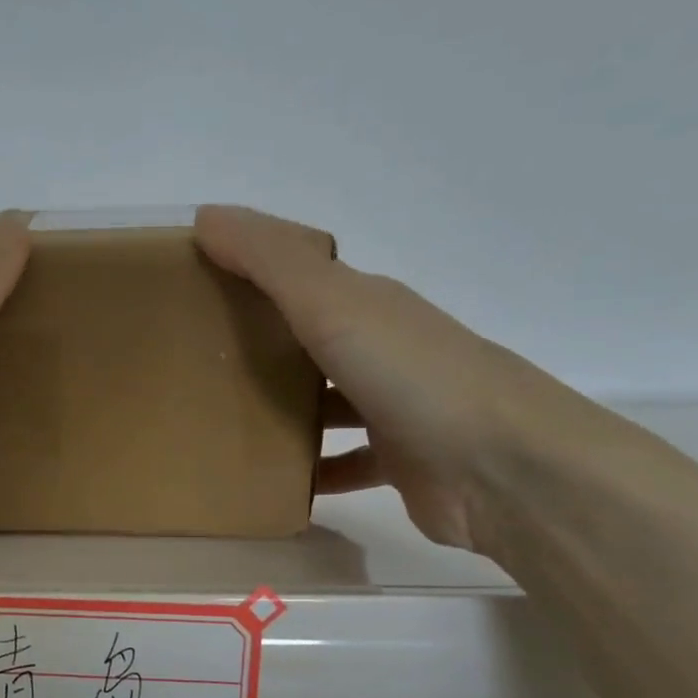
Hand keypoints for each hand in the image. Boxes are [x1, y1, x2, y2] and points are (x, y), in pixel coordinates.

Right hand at [196, 204, 600, 554]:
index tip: (191, 284)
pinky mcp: (399, 463)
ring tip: (219, 422)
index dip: (249, 271)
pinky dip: (310, 470)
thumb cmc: (414, 376)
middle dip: (257, 344)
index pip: (299, 274)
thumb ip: (271, 261)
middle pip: (309, 338)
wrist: (506, 470)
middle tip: (192, 359)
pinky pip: (342, 463)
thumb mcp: (333, 304)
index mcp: (368, 303)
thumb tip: (207, 215)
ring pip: (324, 401)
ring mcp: (394, 408)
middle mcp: (383, 349)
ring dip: (281, 408)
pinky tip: (270, 481)